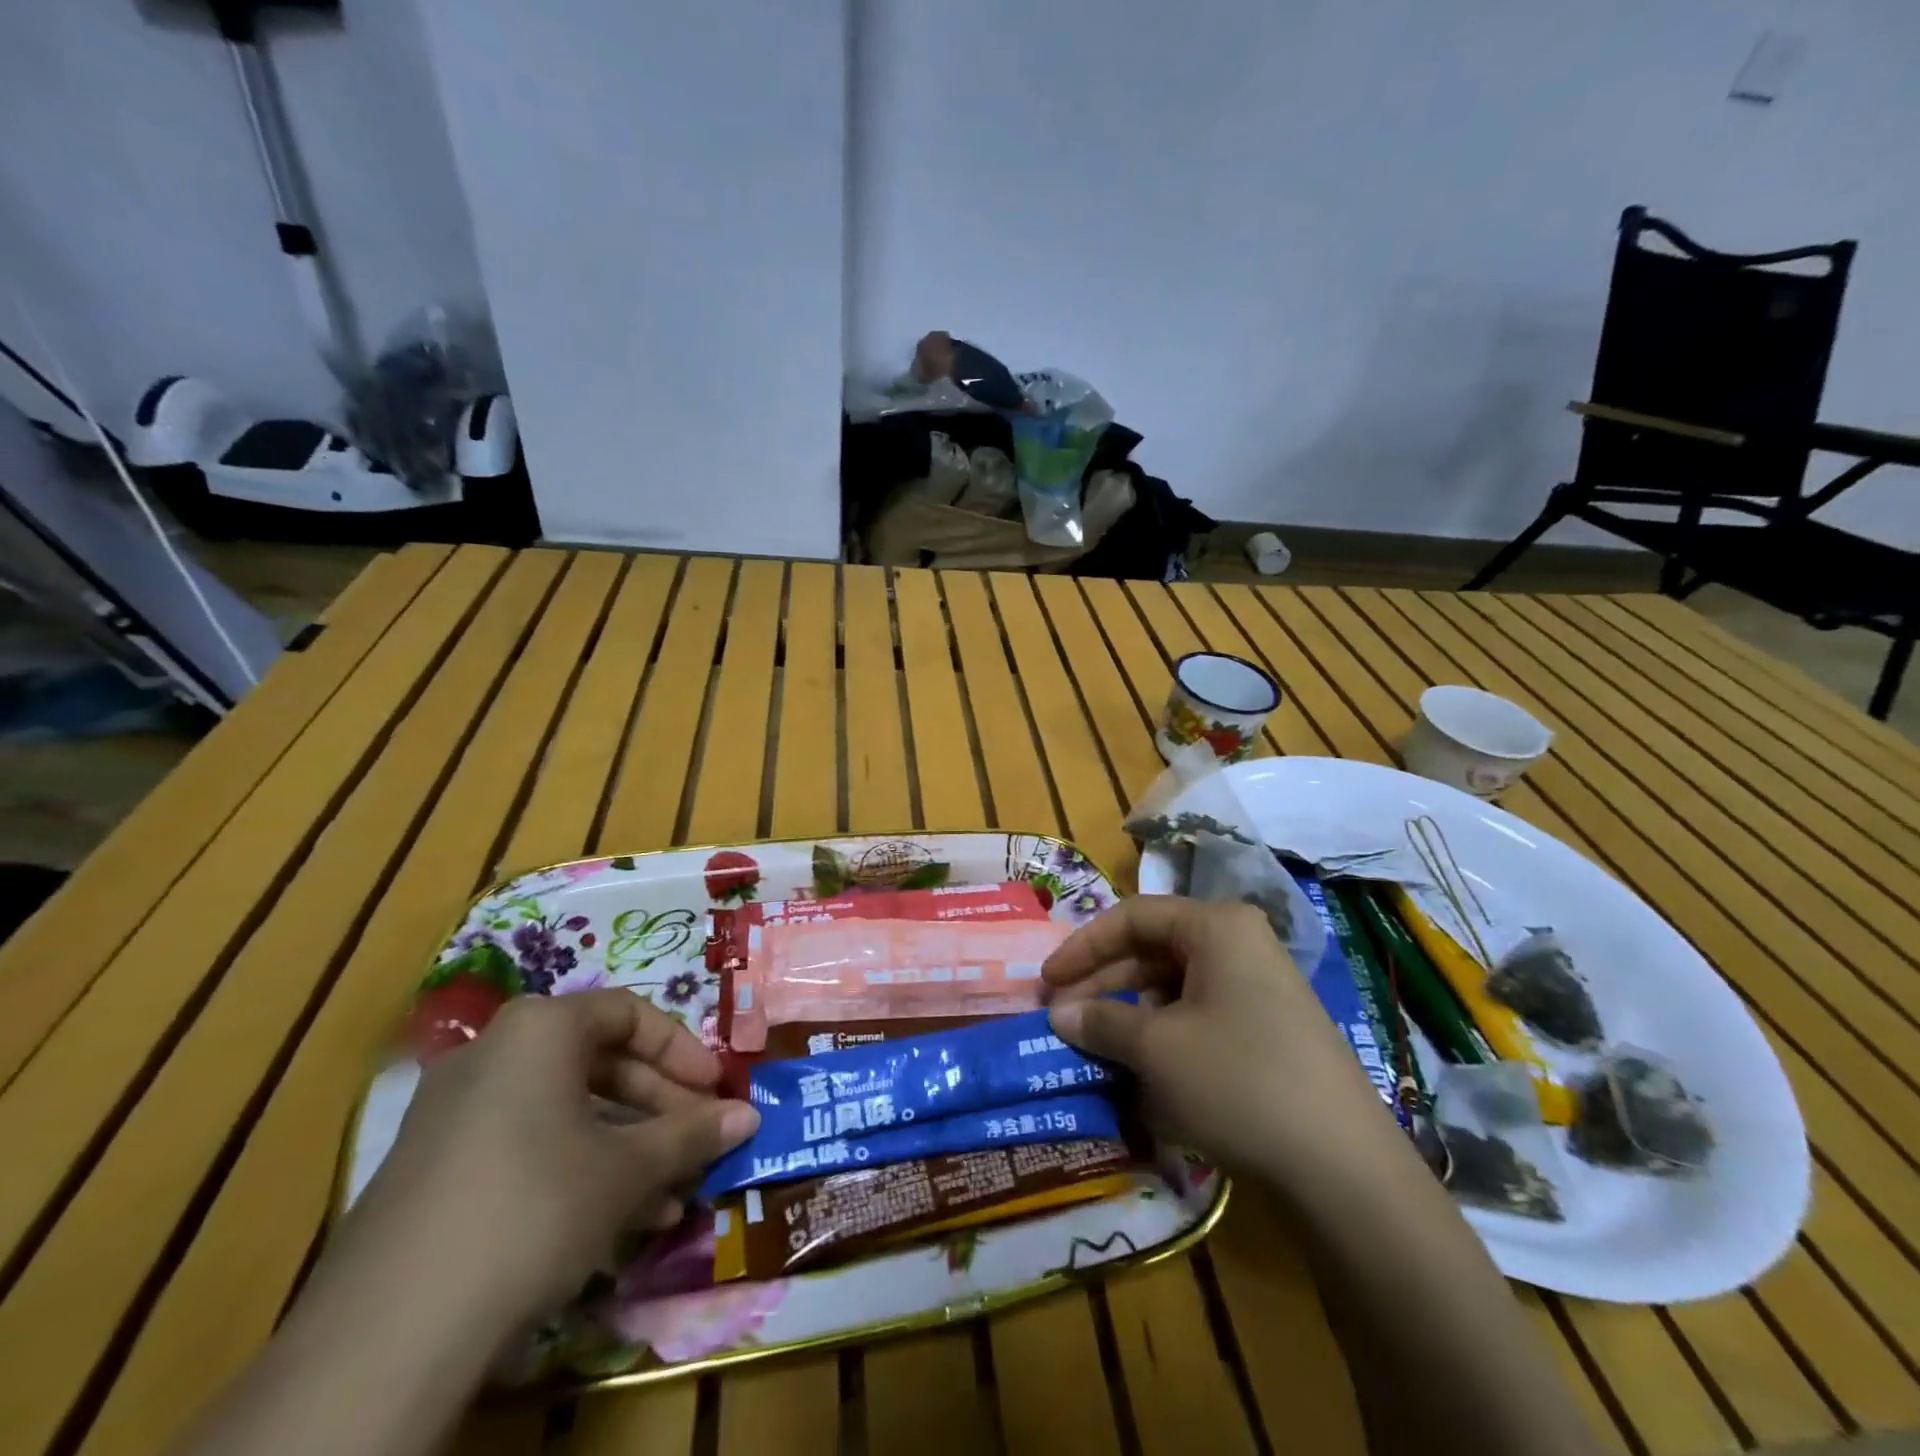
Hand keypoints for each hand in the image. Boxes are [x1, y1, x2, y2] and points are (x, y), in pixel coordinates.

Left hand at [340, 989, 758, 1333]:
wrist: (388, 1334)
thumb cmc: (534, 1207)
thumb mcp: (628, 1169)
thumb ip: (691, 1134)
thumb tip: (749, 1116)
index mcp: (540, 1029)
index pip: (630, 1014)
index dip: (683, 1050)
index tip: (716, 1089)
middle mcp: (494, 1053)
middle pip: (600, 1062)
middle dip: (659, 1104)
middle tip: (699, 1139)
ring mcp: (456, 1112)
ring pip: (567, 1111)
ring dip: (627, 1146)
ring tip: (671, 1194)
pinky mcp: (435, 1168)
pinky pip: (528, 1146)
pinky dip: (579, 1169)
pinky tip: (619, 1222)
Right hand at [1044, 896, 1397, 1182]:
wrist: (1344, 1169)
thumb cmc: (1238, 1082)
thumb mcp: (1156, 1049)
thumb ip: (1101, 1022)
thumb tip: (1059, 1015)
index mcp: (1216, 927)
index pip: (1133, 917)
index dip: (1083, 947)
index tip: (1047, 982)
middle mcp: (1240, 943)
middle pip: (1153, 948)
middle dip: (1103, 982)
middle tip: (1064, 1017)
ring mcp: (1259, 986)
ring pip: (1174, 984)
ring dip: (1129, 1010)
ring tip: (1096, 1044)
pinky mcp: (1268, 1028)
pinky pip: (1200, 1013)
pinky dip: (1163, 1032)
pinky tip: (1141, 1066)